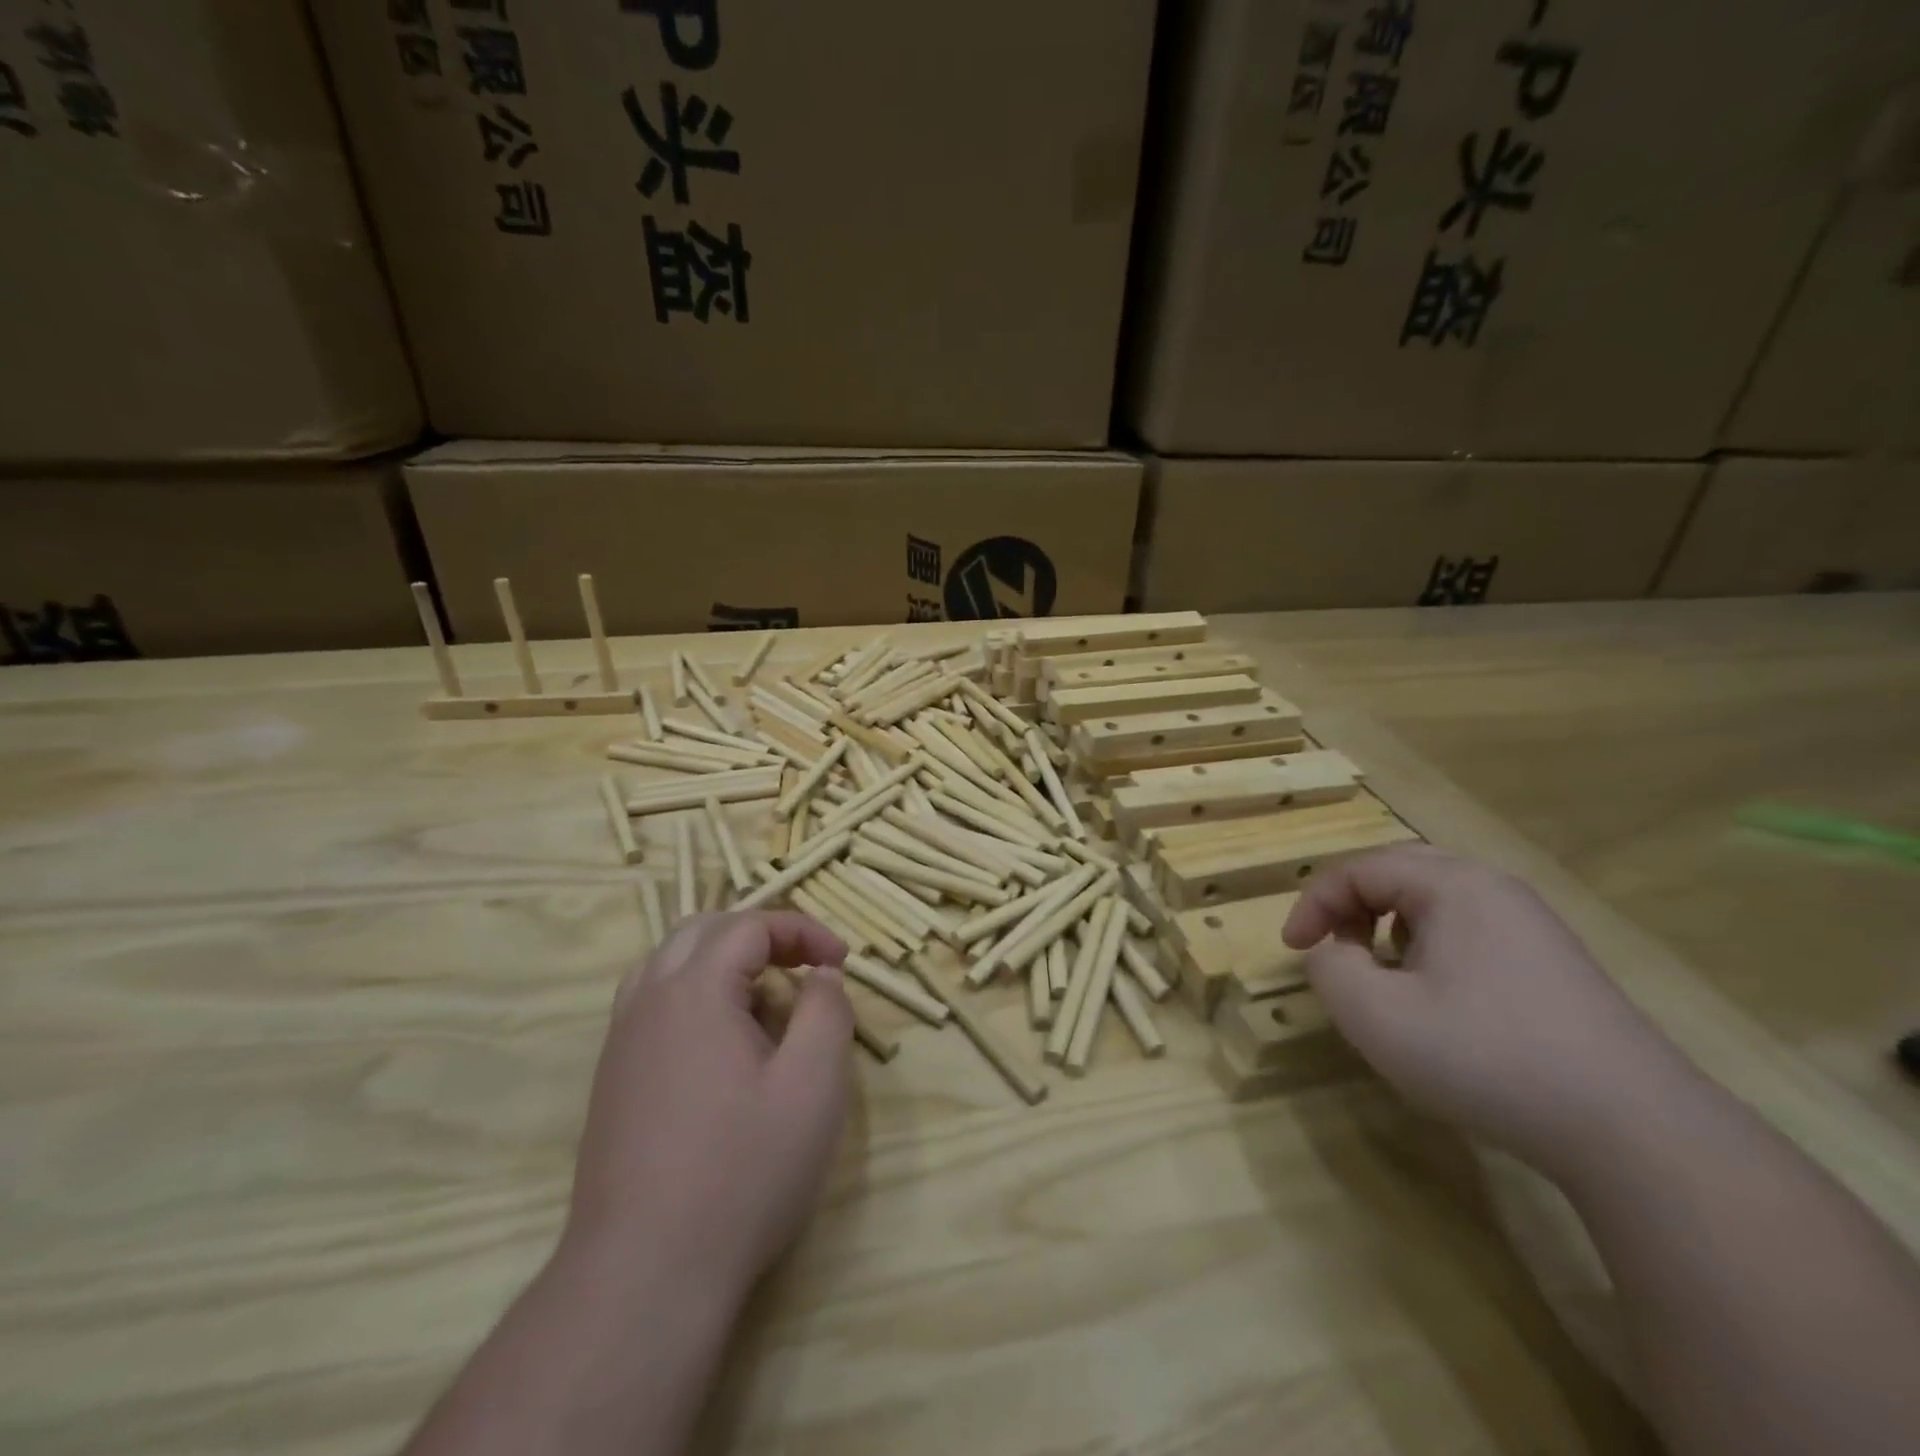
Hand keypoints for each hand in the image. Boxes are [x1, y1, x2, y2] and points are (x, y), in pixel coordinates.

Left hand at [563, 910, 853, 1308]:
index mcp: (694, 990)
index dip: (803, 931)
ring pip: (670, 964)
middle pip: (704, 931)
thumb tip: (820, 975)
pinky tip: (723, 1046)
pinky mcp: (612, 1080)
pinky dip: (695, 996)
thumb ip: (826, 1011)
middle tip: (804, 968)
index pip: (750, 926)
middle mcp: (648, 1002)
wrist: (644, 1275)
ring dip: (723, 963)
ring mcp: (621, 1042)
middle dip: (761, 936)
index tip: (841, 961)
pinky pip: (653, 1004)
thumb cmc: (742, 1172)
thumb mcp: (813, 1085)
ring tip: (764, 1001)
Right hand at [1283, 847, 1682, 1176]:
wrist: (1637, 1132)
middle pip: (1400, 871)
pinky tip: (1438, 997)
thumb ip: (1329, 969)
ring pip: (1437, 900)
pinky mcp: (1556, 964)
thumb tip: (1331, 952)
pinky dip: (1431, 946)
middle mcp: (1495, 890)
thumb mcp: (1376, 1016)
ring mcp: (1533, 926)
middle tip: (1332, 946)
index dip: (1313, 904)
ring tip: (1381, 972)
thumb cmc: (1487, 1057)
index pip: (1358, 869)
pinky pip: (1472, 930)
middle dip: (1352, 904)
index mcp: (1452, 886)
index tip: (1293, 950)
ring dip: (1390, 924)